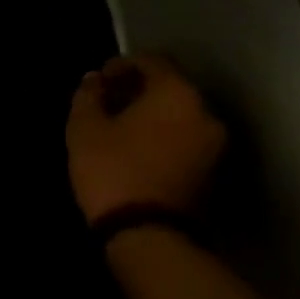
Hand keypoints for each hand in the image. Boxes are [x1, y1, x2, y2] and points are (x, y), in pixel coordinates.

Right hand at [66, 54, 224, 224]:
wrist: (149, 235)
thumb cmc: (113, 169)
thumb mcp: (85, 128)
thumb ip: (88, 95)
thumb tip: (94, 80)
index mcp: (176, 93)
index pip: (152, 62)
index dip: (122, 64)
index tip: (100, 78)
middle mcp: (205, 112)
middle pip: (170, 87)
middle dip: (138, 90)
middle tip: (108, 101)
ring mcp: (214, 144)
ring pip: (179, 115)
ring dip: (152, 114)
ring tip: (120, 127)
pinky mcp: (213, 171)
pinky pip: (185, 138)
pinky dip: (163, 135)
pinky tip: (137, 147)